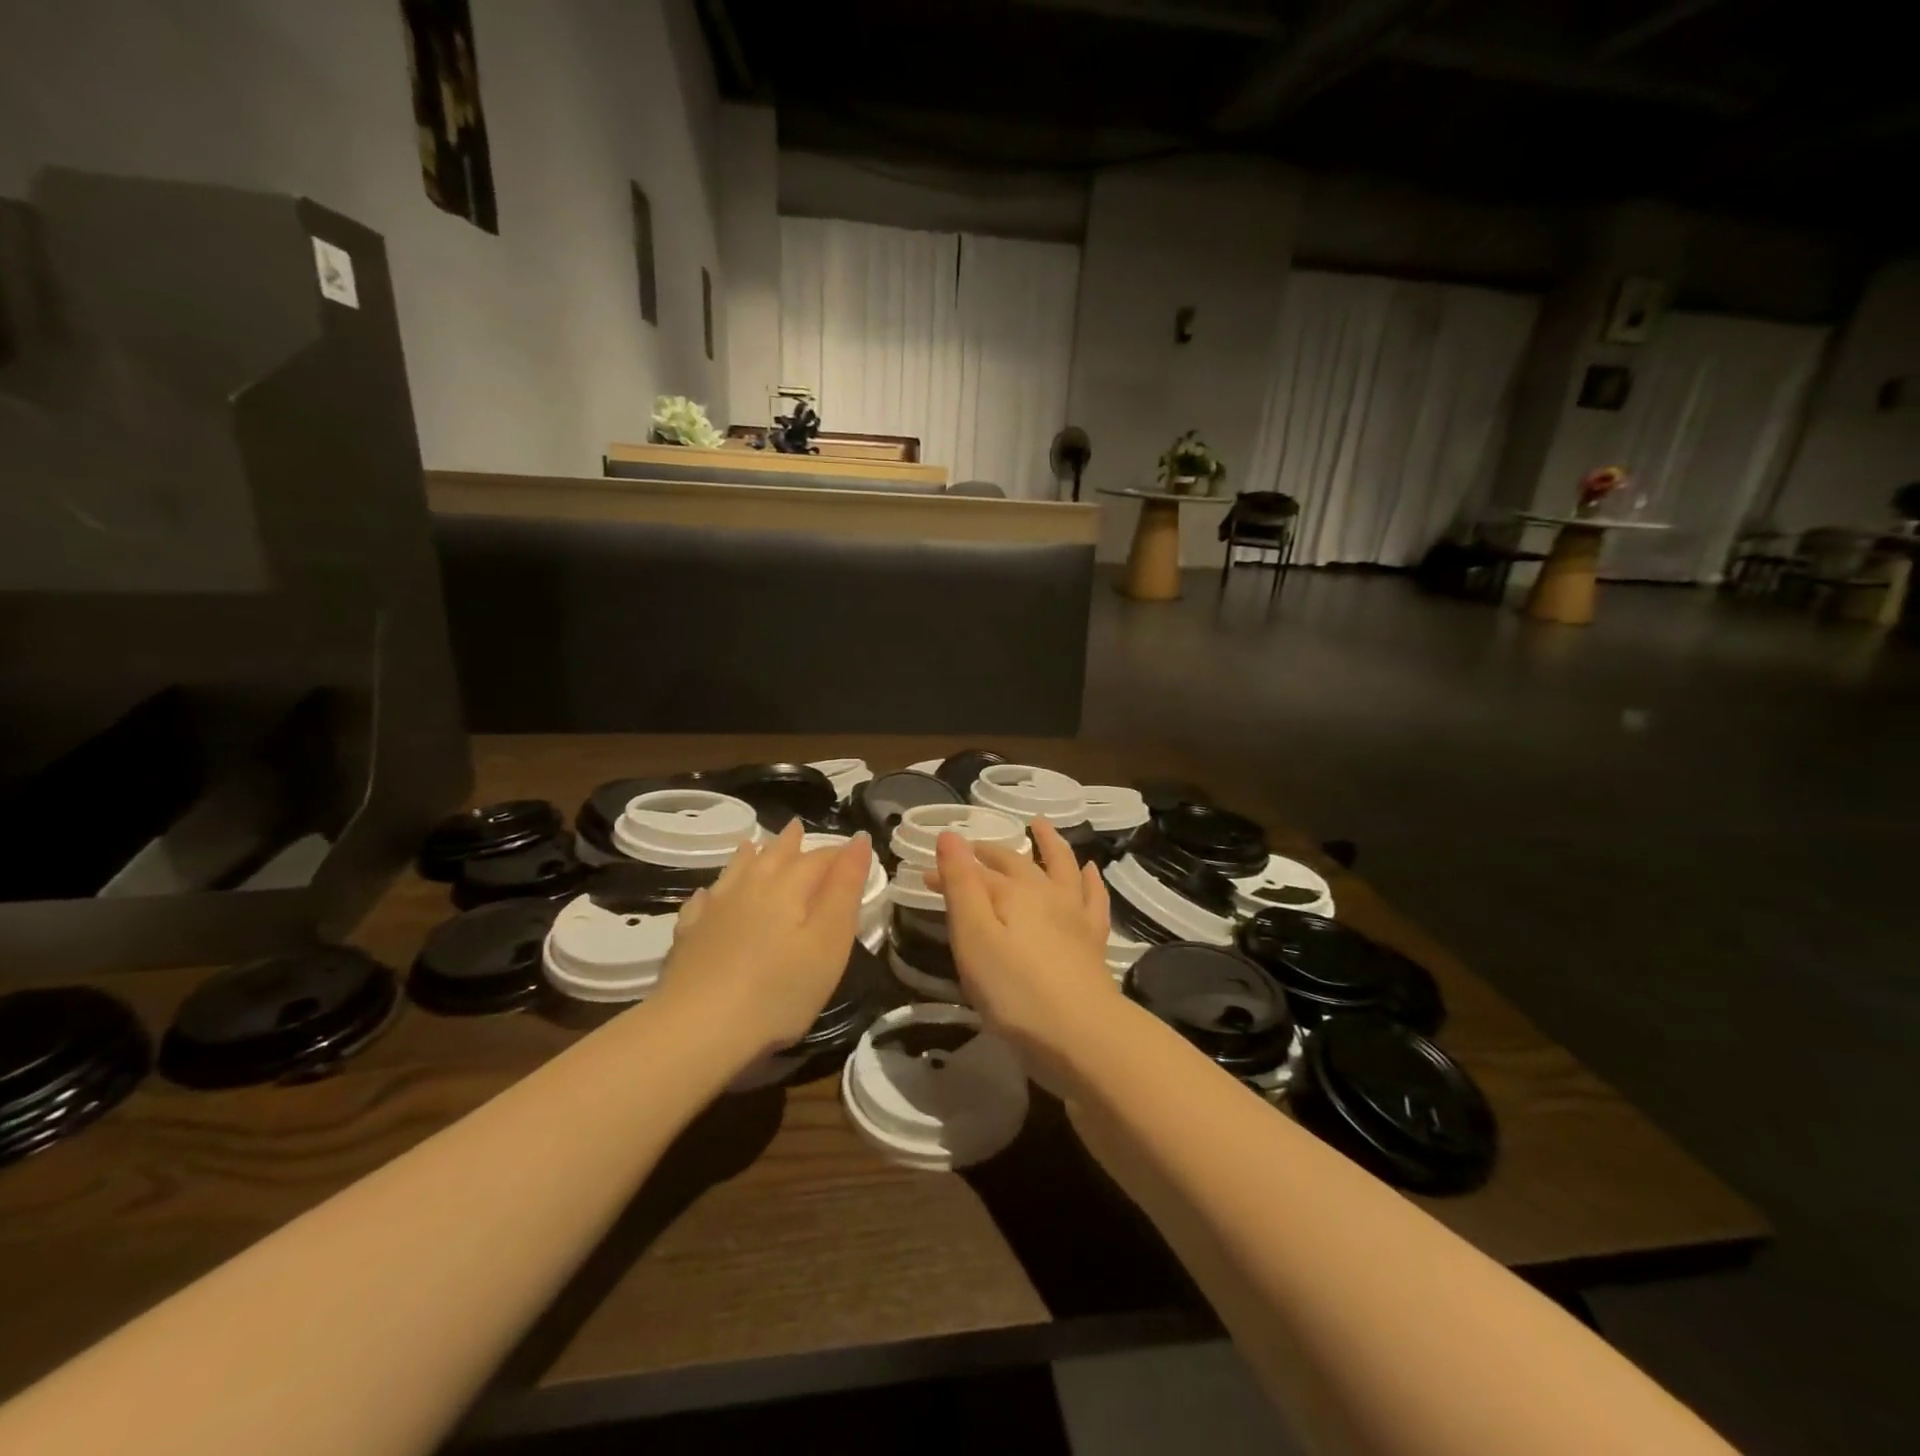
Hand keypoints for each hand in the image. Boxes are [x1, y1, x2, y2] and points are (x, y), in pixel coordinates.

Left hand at [653, 821, 872, 1065]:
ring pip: (736, 871)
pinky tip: (709, 895)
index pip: (819, 859)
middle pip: (774, 856)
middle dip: (790, 843)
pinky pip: (703, 902)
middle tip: (797, 828)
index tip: (854, 852)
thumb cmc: (778, 990)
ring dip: (750, 856)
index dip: (839, 854)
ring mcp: (715, 910)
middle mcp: (750, 887)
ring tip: (753, 845)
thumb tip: (858, 840)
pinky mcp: (690, 935)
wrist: (697, 1029)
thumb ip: (845, 889)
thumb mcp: (829, 942)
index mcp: (788, 887)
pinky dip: (713, 893)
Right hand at [929, 819, 1120, 1082]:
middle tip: (971, 852)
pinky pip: (1093, 898)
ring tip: (1039, 826)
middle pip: (1014, 865)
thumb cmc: (1015, 991)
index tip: (925, 875)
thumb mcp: (974, 937)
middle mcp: (1045, 893)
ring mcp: (1074, 914)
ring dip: (1049, 844)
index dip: (950, 869)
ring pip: (1061, 867)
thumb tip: (950, 834)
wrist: (1082, 1035)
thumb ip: (961, 885)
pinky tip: (1090, 870)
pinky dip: (1090, 879)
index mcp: (1013, 892)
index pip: (974, 872)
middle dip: (988, 856)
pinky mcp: (1093, 940)